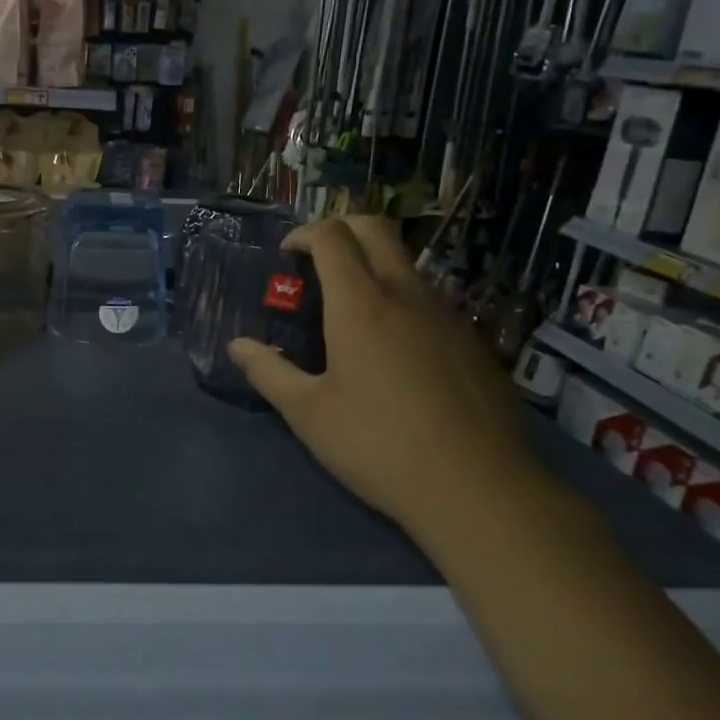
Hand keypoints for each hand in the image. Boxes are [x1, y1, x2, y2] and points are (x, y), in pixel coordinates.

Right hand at [228, 215, 535, 530]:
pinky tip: (396, 353)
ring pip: (406, 265)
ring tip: (352, 313)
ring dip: (373, 267)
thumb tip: (238, 346)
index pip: (332, 236)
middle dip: (342, 229)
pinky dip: (402, 303)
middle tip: (318, 261)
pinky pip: (431, 302)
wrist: (480, 489)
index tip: (287, 255)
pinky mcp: (474, 343)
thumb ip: (268, 372)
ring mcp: (447, 316)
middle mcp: (406, 295)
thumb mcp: (308, 414)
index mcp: (360, 304)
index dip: (304, 234)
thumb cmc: (379, 445)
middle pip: (376, 229)